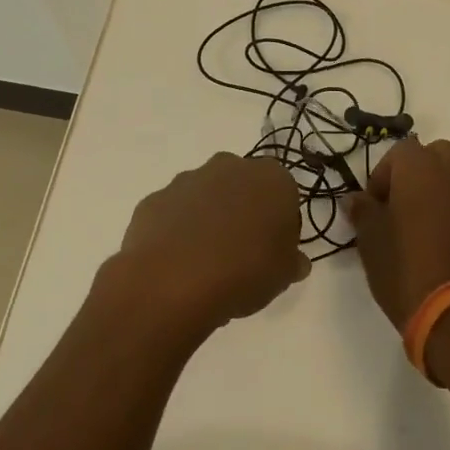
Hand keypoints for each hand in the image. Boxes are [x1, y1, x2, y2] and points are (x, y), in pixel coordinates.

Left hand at [108, 153, 310, 335]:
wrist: (172, 282)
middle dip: (243, 211)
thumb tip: (295, 261)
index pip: (284, 194)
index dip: (280, 223)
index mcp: (271, 178)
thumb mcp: (284, 275)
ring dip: (208, 219)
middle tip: (242, 253)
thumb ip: (292, 261)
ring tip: (206, 262)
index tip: (273, 250)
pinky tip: (178, 263)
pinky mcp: (155, 198)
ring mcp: (187, 180)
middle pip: (243, 187)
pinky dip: (177, 231)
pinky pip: (174, 213)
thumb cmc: (244, 271)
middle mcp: (230, 167)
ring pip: (206, 196)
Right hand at [344, 138, 449, 331]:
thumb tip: (358, 199)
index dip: (384, 174)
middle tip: (402, 205)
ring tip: (425, 233)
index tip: (374, 204)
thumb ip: (363, 211)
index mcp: (422, 172)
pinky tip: (449, 255)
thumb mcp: (369, 241)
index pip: (401, 151)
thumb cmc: (402, 269)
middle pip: (439, 155)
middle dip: (419, 173)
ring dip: (443, 197)